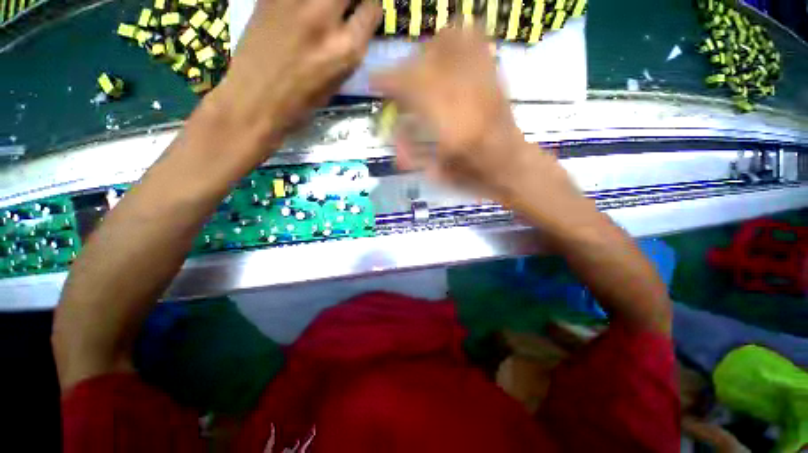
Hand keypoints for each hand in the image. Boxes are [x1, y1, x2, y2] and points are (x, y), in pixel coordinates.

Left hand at [216, 0, 381, 145]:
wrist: (255, 101)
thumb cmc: (301, 102)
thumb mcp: (337, 82)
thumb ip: (349, 49)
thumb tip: (356, 26)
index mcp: (346, 49)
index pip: (372, 8)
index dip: (371, 6)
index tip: (364, 10)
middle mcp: (324, 18)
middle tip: (345, 7)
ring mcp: (294, 1)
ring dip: (329, 0)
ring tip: (322, 11)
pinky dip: (302, 3)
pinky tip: (300, 12)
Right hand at [372, 25, 572, 204]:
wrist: (512, 168)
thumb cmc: (473, 178)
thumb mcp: (436, 174)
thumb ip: (410, 151)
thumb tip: (390, 131)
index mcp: (449, 129)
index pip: (411, 88)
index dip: (387, 80)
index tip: (375, 82)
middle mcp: (466, 98)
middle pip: (425, 61)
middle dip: (404, 70)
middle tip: (400, 86)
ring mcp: (484, 82)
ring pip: (450, 41)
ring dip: (427, 52)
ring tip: (423, 71)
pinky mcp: (495, 76)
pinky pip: (476, 41)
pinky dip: (457, 39)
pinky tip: (448, 57)